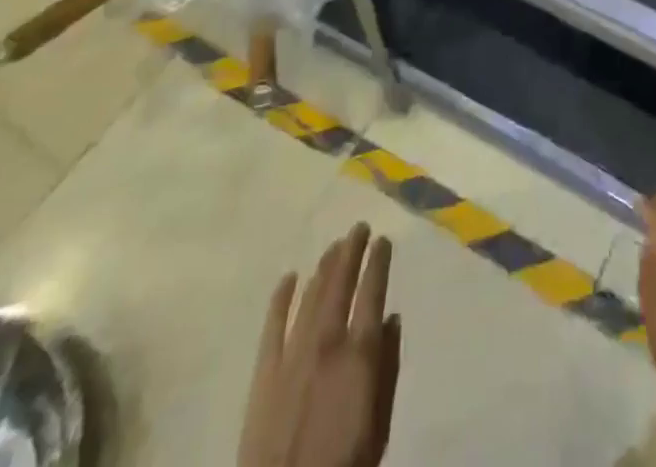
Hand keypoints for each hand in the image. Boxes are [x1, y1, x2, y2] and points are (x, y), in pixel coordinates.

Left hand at [239, 223, 401, 466]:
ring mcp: (292, 354)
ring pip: (311, 295)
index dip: (378, 262)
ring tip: (333, 246)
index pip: (372, 292)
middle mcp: (327, 342)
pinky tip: (289, 277)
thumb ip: (387, 370)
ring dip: (324, 267)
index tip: (383, 240)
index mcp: (359, 354)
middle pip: (341, 283)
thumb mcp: (379, 427)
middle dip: (351, 251)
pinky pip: (273, 324)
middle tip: (358, 227)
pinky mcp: (264, 371)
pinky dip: (282, 297)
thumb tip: (391, 320)